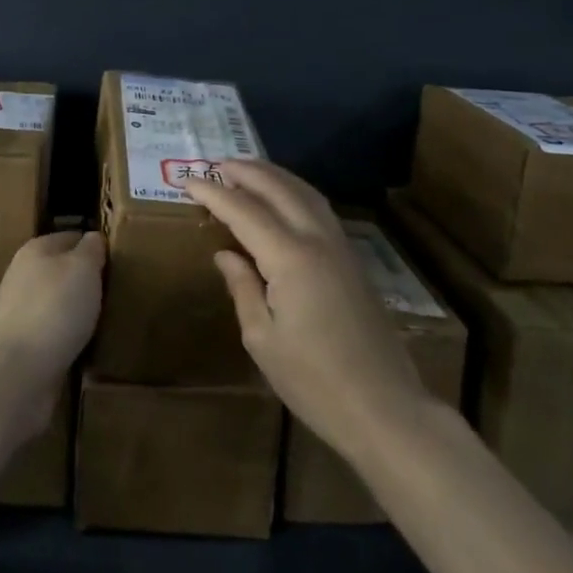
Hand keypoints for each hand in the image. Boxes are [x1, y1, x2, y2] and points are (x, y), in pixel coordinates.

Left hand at [0, 231, 105, 436]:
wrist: (17, 372)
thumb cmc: (54, 308)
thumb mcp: (82, 268)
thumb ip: (91, 250)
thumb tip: (93, 238)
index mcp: (36, 250)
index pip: (71, 237)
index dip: (94, 245)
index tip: (119, 259)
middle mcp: (24, 276)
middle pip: (63, 271)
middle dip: (87, 280)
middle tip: (118, 291)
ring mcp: (21, 313)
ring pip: (58, 303)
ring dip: (79, 310)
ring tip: (108, 318)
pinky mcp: (24, 346)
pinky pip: (55, 332)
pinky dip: (71, 336)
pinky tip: (88, 344)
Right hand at [185, 162, 425, 462]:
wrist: (384, 409)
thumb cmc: (314, 381)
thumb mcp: (262, 339)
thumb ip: (243, 287)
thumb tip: (226, 254)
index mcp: (290, 257)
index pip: (244, 211)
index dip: (214, 194)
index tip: (187, 181)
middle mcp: (317, 240)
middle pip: (279, 189)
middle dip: (246, 172)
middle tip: (216, 164)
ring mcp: (340, 247)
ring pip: (304, 193)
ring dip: (274, 176)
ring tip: (247, 171)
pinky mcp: (353, 260)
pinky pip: (319, 208)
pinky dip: (295, 192)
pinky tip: (284, 200)